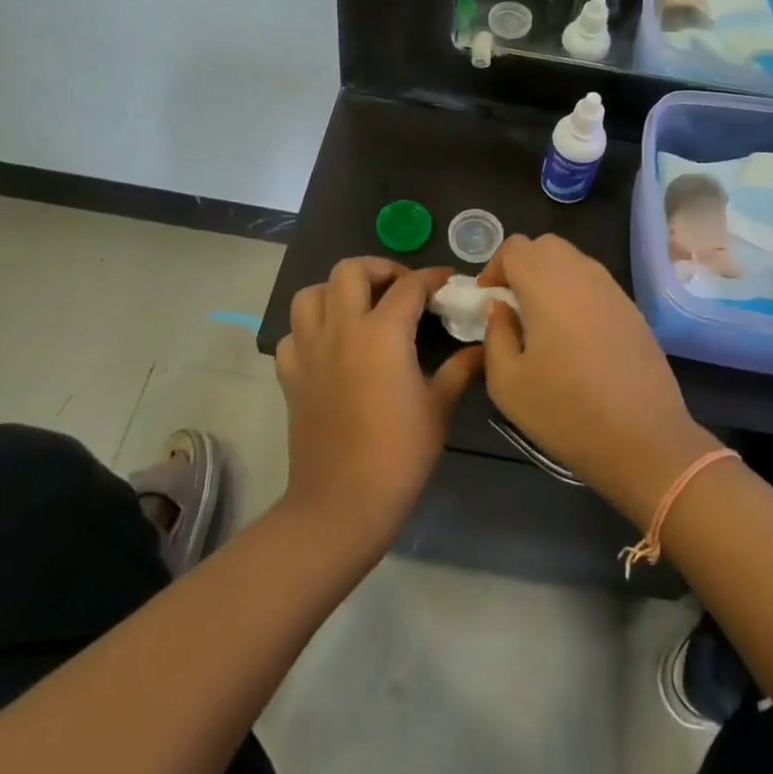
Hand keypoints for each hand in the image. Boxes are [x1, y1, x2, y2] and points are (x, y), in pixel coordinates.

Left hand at [275, 259, 482, 551]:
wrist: (342, 505)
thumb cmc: (399, 455)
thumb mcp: (439, 408)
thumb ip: (459, 369)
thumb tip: (481, 348)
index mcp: (382, 333)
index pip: (409, 286)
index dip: (431, 278)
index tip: (446, 281)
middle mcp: (342, 329)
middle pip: (350, 271)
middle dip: (378, 268)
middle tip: (399, 287)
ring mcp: (310, 350)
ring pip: (311, 294)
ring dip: (335, 291)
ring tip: (359, 307)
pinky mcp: (291, 375)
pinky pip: (292, 334)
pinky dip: (309, 330)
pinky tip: (329, 346)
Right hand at [479, 235, 720, 524]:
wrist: (645, 440)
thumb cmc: (567, 412)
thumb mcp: (508, 384)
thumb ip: (496, 335)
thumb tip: (501, 308)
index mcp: (546, 284)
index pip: (514, 247)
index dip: (494, 268)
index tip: (488, 300)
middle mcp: (581, 273)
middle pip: (545, 246)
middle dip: (522, 266)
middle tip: (512, 305)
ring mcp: (611, 289)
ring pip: (573, 261)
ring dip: (550, 277)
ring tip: (541, 321)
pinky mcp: (632, 308)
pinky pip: (594, 283)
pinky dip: (576, 293)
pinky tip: (574, 335)